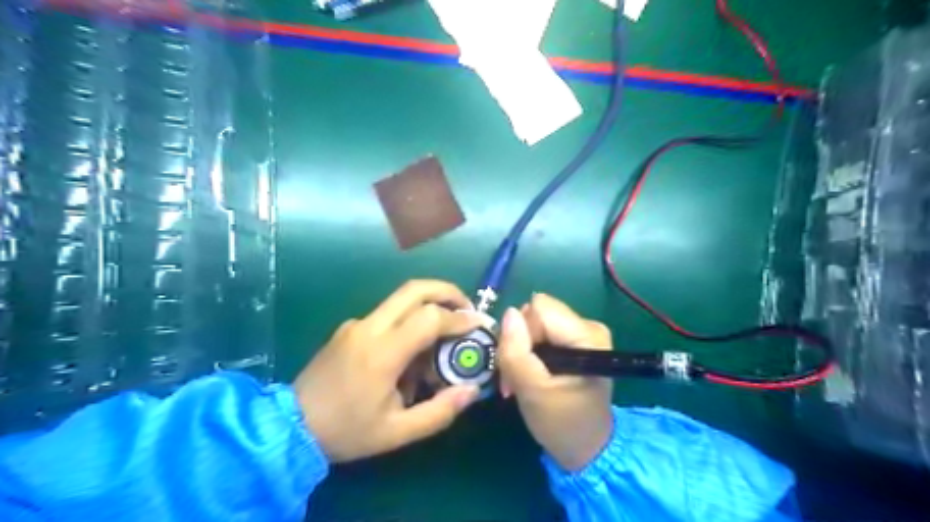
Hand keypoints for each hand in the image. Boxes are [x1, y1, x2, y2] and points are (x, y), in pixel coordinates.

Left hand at [295, 279, 482, 463]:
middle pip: (414, 289)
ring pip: (401, 298)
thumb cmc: (346, 431)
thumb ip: (439, 412)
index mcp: (382, 353)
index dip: (459, 318)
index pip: (429, 318)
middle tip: (467, 308)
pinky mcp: (349, 327)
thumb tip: (472, 390)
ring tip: (443, 334)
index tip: (479, 324)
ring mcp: (356, 323)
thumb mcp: (397, 432)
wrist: (290, 426)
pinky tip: (410, 352)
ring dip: (429, 305)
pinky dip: (409, 321)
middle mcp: (369, 328)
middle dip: (447, 291)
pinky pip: (388, 314)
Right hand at [498, 294, 614, 471]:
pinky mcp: (574, 341)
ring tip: (520, 379)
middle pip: (536, 314)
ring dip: (521, 350)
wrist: (585, 449)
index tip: (517, 365)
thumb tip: (508, 313)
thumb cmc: (562, 423)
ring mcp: (582, 333)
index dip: (521, 333)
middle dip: (519, 342)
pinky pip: (540, 332)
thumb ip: (516, 352)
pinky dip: (529, 353)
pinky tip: (529, 374)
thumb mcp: (533, 391)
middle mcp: (588, 326)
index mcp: (587, 335)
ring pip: (534, 323)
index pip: (539, 310)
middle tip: (515, 376)